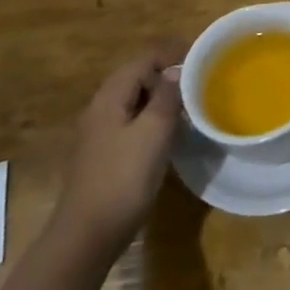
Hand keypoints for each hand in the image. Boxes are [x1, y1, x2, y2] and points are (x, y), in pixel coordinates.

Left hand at [47, 43, 184, 259]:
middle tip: (200, 78)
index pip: (143, 60)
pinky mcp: (103, 155)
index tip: (202, 55)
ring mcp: (99, 134)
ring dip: (160, 96)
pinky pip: (131, 122)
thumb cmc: (123, 178)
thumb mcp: (153, 132)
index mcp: (110, 98)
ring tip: (190, 102)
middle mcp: (100, 110)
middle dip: (167, 73)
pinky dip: (151, 117)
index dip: (171, 53)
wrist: (87, 236)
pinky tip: (169, 132)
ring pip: (134, 101)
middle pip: (136, 77)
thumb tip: (176, 69)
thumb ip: (166, 96)